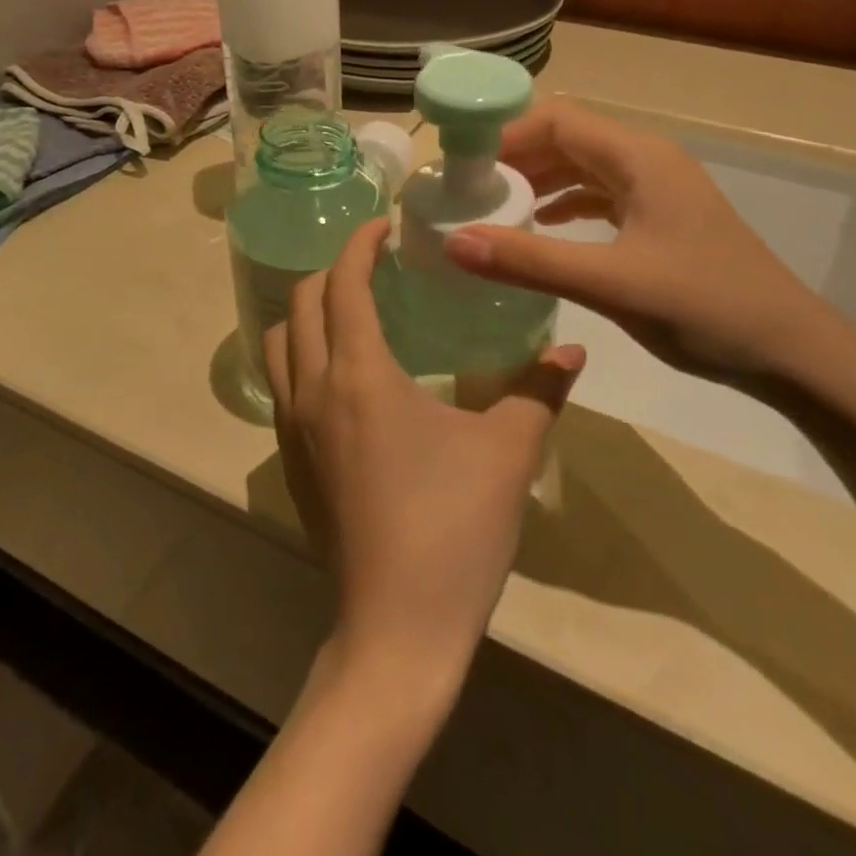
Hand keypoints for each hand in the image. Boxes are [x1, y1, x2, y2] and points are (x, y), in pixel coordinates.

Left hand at [264, 219, 586, 685]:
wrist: (398, 630)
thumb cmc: (453, 529)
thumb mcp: (508, 453)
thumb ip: (539, 391)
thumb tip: (575, 353)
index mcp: (359, 374)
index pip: (343, 283)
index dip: (360, 244)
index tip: (384, 226)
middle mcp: (314, 389)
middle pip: (302, 302)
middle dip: (333, 270)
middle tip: (375, 264)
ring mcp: (293, 428)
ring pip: (280, 341)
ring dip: (308, 311)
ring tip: (352, 309)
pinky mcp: (291, 461)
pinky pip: (283, 382)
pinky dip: (302, 352)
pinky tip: (344, 373)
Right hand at [443, 98, 855, 388]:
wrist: (794, 352)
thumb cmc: (705, 308)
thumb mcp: (611, 284)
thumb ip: (530, 261)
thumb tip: (453, 242)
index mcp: (638, 157)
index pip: (556, 119)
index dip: (505, 134)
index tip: (462, 164)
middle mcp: (647, 160)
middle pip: (567, 138)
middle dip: (516, 157)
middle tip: (468, 189)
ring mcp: (658, 189)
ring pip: (583, 167)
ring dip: (539, 180)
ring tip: (494, 206)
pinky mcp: (662, 218)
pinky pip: (601, 195)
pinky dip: (565, 203)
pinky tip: (542, 226)